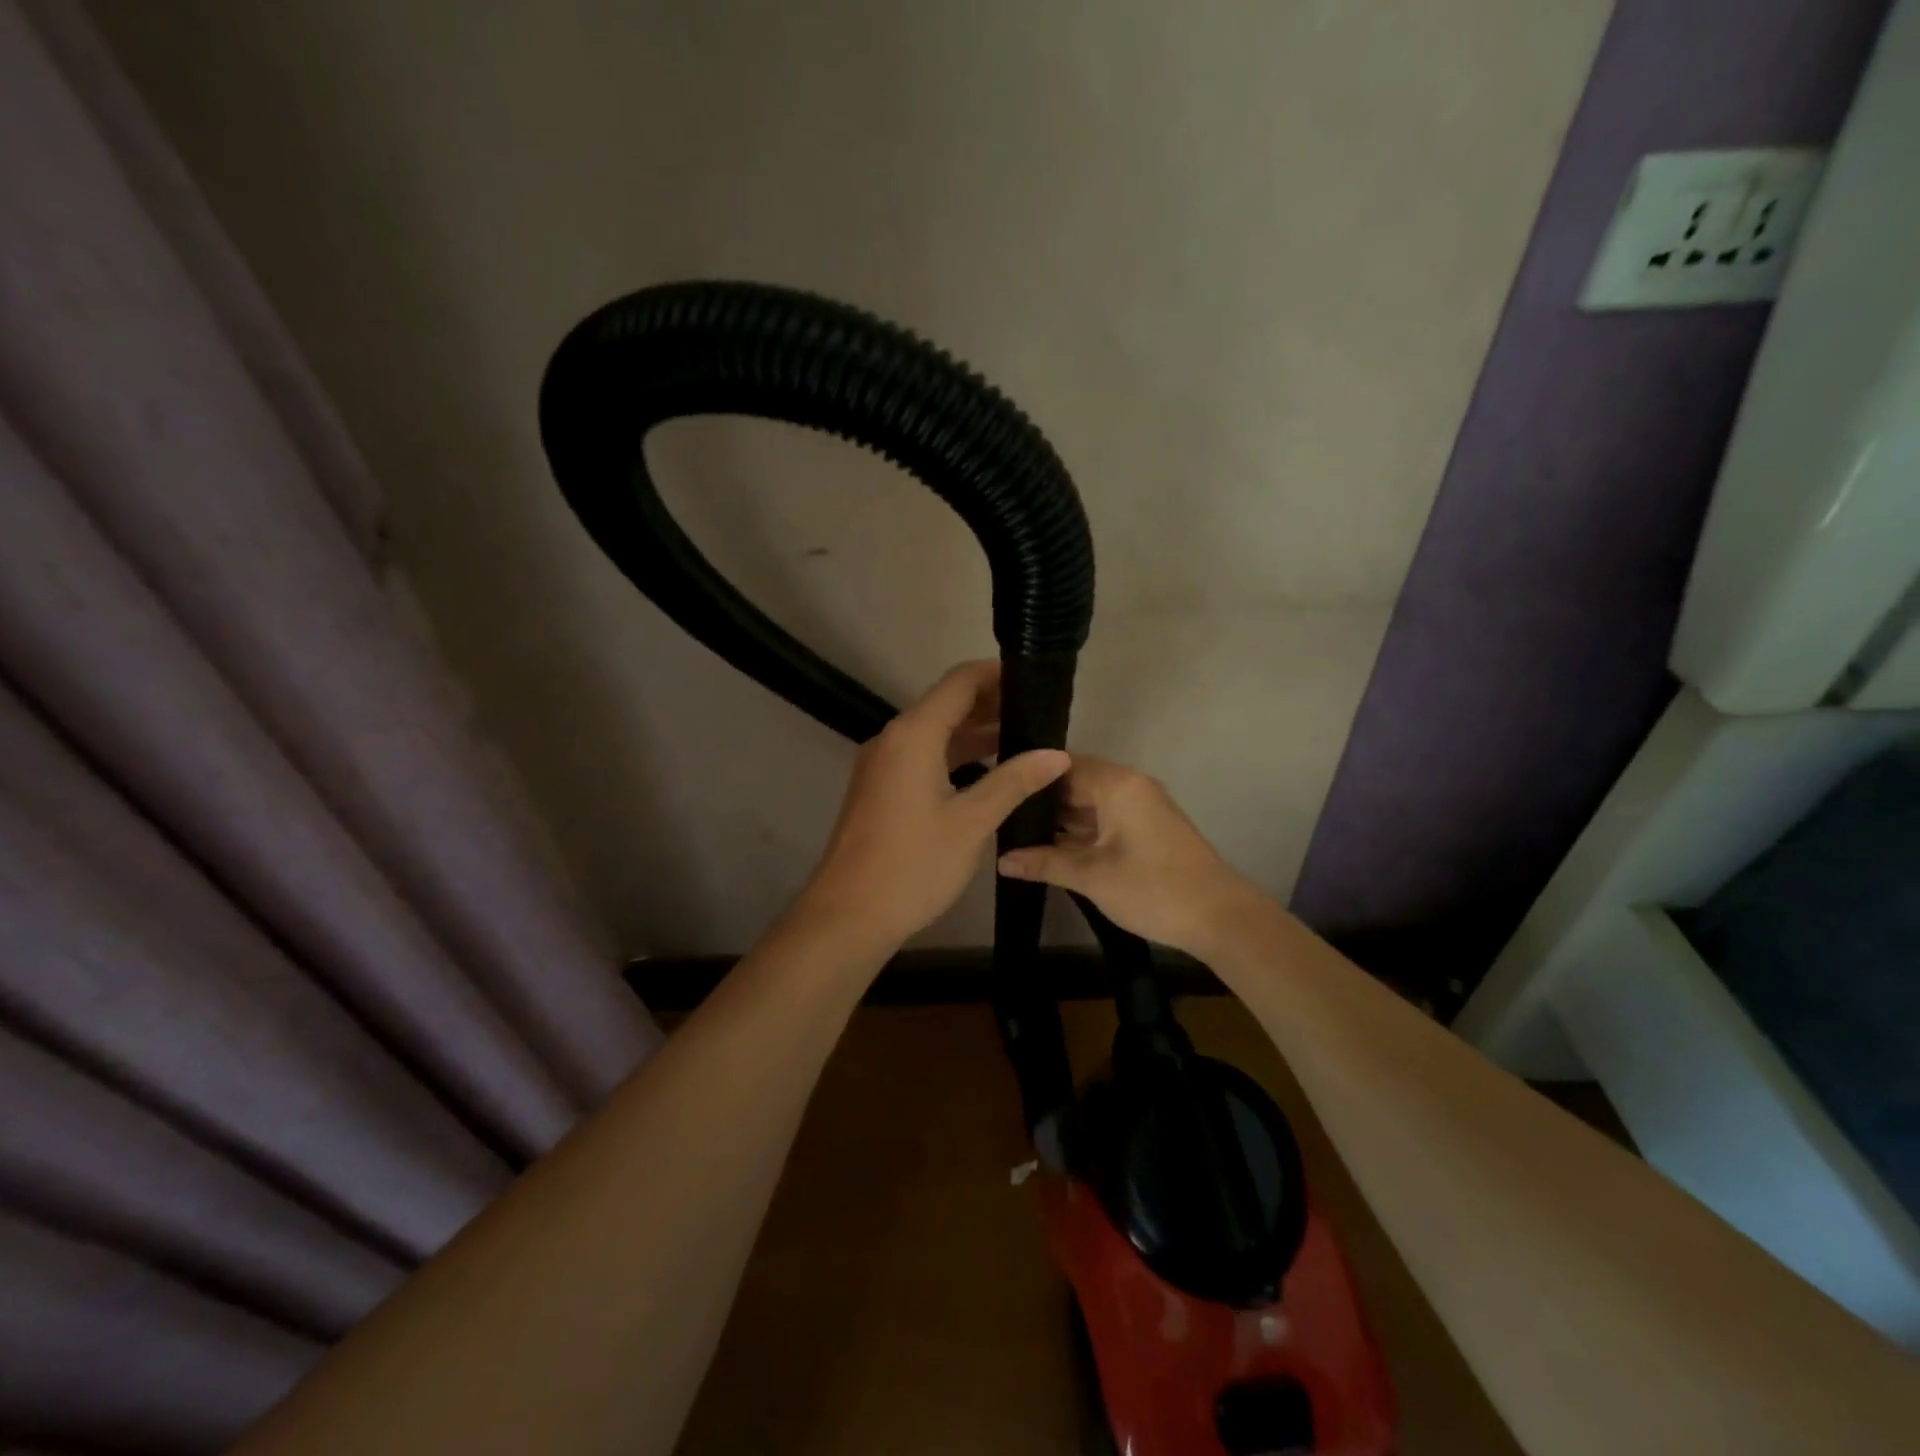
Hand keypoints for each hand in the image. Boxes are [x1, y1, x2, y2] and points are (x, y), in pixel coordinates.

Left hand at [796, 661, 1070, 950]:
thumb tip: (1057, 754)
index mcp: (913, 735)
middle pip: (946, 704)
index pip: (959, 682)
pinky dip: (955, 755)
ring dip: (974, 731)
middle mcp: (893, 739)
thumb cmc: (912, 866)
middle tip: (1040, 713)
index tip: (1035, 680)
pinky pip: (922, 756)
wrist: (848, 915)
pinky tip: (987, 770)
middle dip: (991, 703)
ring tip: (1024, 738)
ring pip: (934, 732)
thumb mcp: (971, 822)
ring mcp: (882, 764)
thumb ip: (1014, 781)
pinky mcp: (880, 788)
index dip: (997, 674)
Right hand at [996, 757, 1264, 955]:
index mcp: (1117, 784)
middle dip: (1040, 800)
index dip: (1028, 776)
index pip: (1062, 765)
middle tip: (999, 813)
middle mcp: (1130, 785)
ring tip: (1015, 831)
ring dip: (1059, 818)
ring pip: (1090, 802)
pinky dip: (1080, 829)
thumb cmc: (1154, 889)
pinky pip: (1105, 817)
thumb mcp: (1092, 876)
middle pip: (1075, 782)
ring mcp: (1141, 806)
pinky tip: (1050, 846)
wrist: (1221, 918)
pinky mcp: (1148, 828)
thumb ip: (1044, 863)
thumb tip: (1000, 859)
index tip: (996, 789)